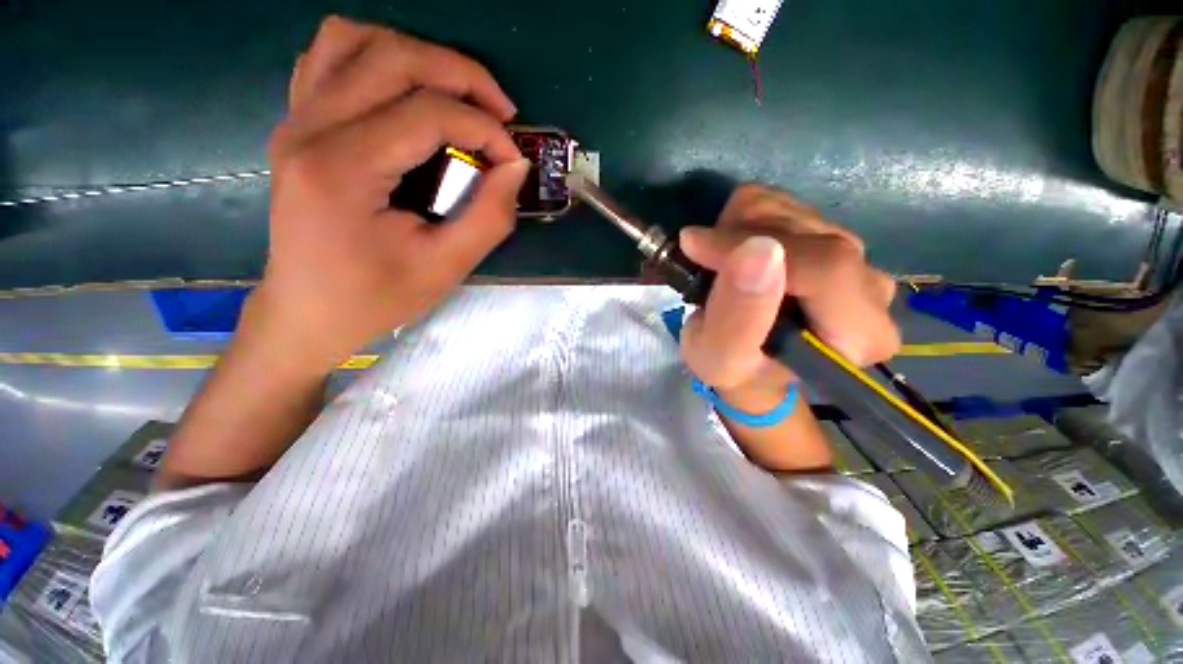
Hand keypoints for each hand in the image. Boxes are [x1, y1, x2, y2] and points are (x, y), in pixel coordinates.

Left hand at [251, 16, 529, 372]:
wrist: (308, 312)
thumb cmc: (375, 297)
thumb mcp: (445, 268)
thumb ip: (489, 217)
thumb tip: (516, 167)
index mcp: (342, 169)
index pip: (427, 114)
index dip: (485, 129)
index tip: (514, 161)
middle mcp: (309, 128)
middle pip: (393, 57)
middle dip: (462, 75)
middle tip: (501, 113)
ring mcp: (295, 119)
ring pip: (355, 40)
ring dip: (418, 55)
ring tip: (457, 95)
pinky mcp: (296, 124)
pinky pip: (330, 58)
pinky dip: (376, 57)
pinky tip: (406, 92)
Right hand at [678, 184, 899, 399]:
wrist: (750, 363)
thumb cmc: (736, 370)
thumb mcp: (721, 358)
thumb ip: (738, 316)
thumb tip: (756, 249)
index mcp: (860, 334)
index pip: (824, 267)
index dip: (749, 247)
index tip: (695, 248)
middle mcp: (871, 288)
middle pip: (805, 232)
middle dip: (737, 242)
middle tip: (704, 270)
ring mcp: (854, 254)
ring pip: (787, 208)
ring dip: (735, 232)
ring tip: (720, 270)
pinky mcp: (830, 233)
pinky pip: (779, 201)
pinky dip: (740, 221)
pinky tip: (734, 254)